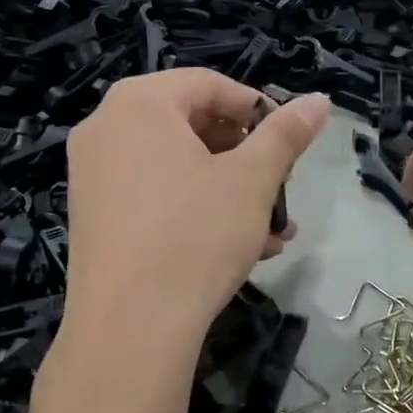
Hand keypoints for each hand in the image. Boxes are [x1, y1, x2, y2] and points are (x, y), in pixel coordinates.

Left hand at [61, 70, 329, 357]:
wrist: (129, 328)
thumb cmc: (195, 234)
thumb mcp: (252, 179)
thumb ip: (286, 134)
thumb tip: (319, 101)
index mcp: (139, 103)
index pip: (208, 84)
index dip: (256, 108)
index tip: (287, 142)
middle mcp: (106, 128)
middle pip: (191, 124)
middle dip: (245, 157)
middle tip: (280, 186)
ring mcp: (92, 175)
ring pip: (176, 167)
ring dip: (230, 191)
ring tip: (272, 229)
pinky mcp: (93, 217)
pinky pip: (154, 197)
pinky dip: (196, 211)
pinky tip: (240, 249)